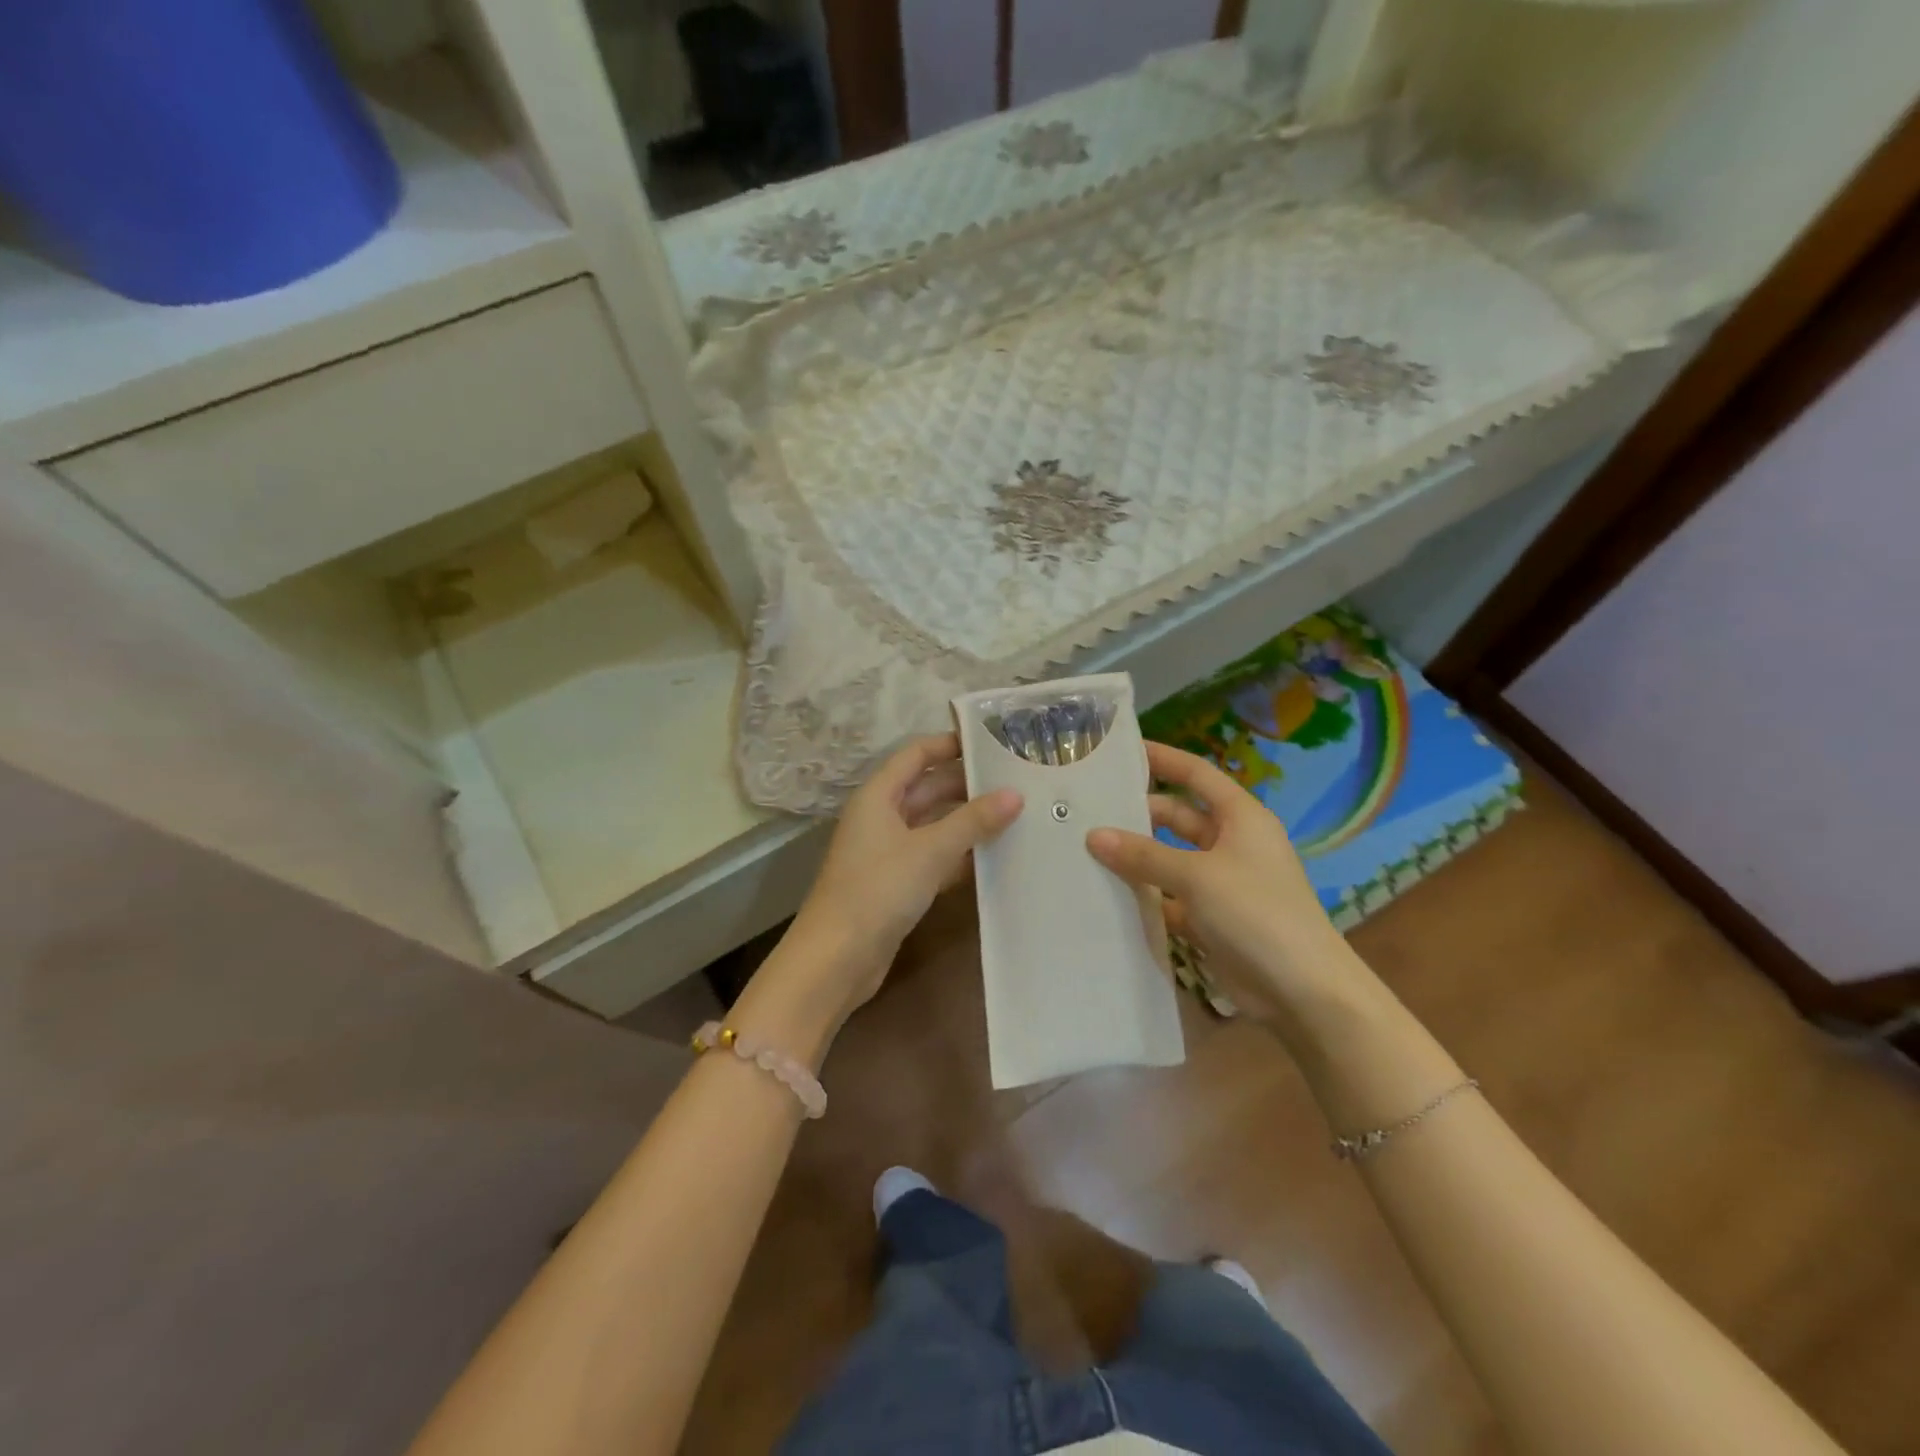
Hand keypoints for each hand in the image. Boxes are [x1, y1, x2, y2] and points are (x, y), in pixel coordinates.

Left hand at [790, 733, 1022, 1015]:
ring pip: (934, 825)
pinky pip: (934, 857)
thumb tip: (1015, 794)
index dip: (950, 744)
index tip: (992, 741)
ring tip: (1016, 814)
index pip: (917, 754)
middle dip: (968, 785)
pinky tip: (994, 857)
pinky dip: (960, 855)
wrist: (836, 959)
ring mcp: (888, 852)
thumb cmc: (878, 890)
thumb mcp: (929, 850)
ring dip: (968, 821)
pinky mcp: (897, 883)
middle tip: (1017, 780)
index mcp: (878, 796)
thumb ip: (973, 821)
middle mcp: (881, 817)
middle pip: (928, 789)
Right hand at [1086, 741, 1364, 1029]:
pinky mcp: (1211, 918)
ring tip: (1085, 850)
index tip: (1121, 751)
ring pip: (1169, 859)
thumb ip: (1143, 855)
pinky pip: (1169, 897)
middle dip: (1138, 814)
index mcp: (1240, 818)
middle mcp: (1231, 843)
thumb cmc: (1256, 914)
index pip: (1196, 774)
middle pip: (1177, 817)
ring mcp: (1221, 883)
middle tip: (1087, 811)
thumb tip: (1093, 835)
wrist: (1302, 992)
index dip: (1163, 758)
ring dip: (1136, 857)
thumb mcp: (1197, 876)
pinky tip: (1107, 895)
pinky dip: (1145, 896)